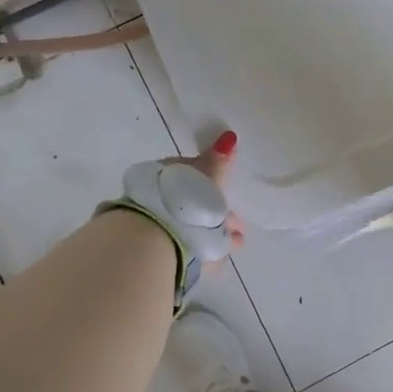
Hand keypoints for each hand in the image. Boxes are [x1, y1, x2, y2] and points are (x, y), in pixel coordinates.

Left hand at [165, 129, 245, 256]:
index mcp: (166, 174)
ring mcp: (158, 225)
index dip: (212, 179)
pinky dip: (206, 246)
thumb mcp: (207, 177)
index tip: (229, 189)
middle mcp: (159, 197)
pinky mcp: (162, 252)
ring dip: (215, 229)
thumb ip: (218, 161)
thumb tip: (228, 137)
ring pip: (192, 223)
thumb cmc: (184, 202)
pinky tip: (221, 254)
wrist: (155, 243)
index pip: (191, 171)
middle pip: (192, 200)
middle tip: (237, 220)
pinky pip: (191, 244)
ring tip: (237, 240)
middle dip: (215, 207)